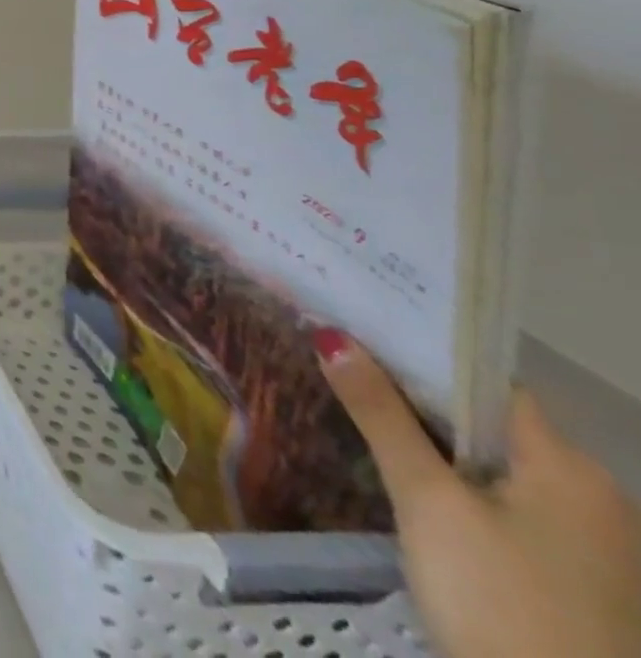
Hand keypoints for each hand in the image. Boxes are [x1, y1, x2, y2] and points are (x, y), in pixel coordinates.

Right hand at [316, 330, 640, 657]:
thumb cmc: (499, 599)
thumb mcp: (428, 500)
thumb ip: (381, 414)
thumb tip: (332, 336)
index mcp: (571, 468)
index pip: (485, 380)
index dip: (420, 348)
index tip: (354, 323)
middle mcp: (591, 497)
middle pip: (484, 420)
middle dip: (410, 390)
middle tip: (336, 358)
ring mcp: (584, 544)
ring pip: (485, 460)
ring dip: (424, 434)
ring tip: (351, 401)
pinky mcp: (565, 575)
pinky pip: (495, 498)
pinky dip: (445, 475)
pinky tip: (397, 470)